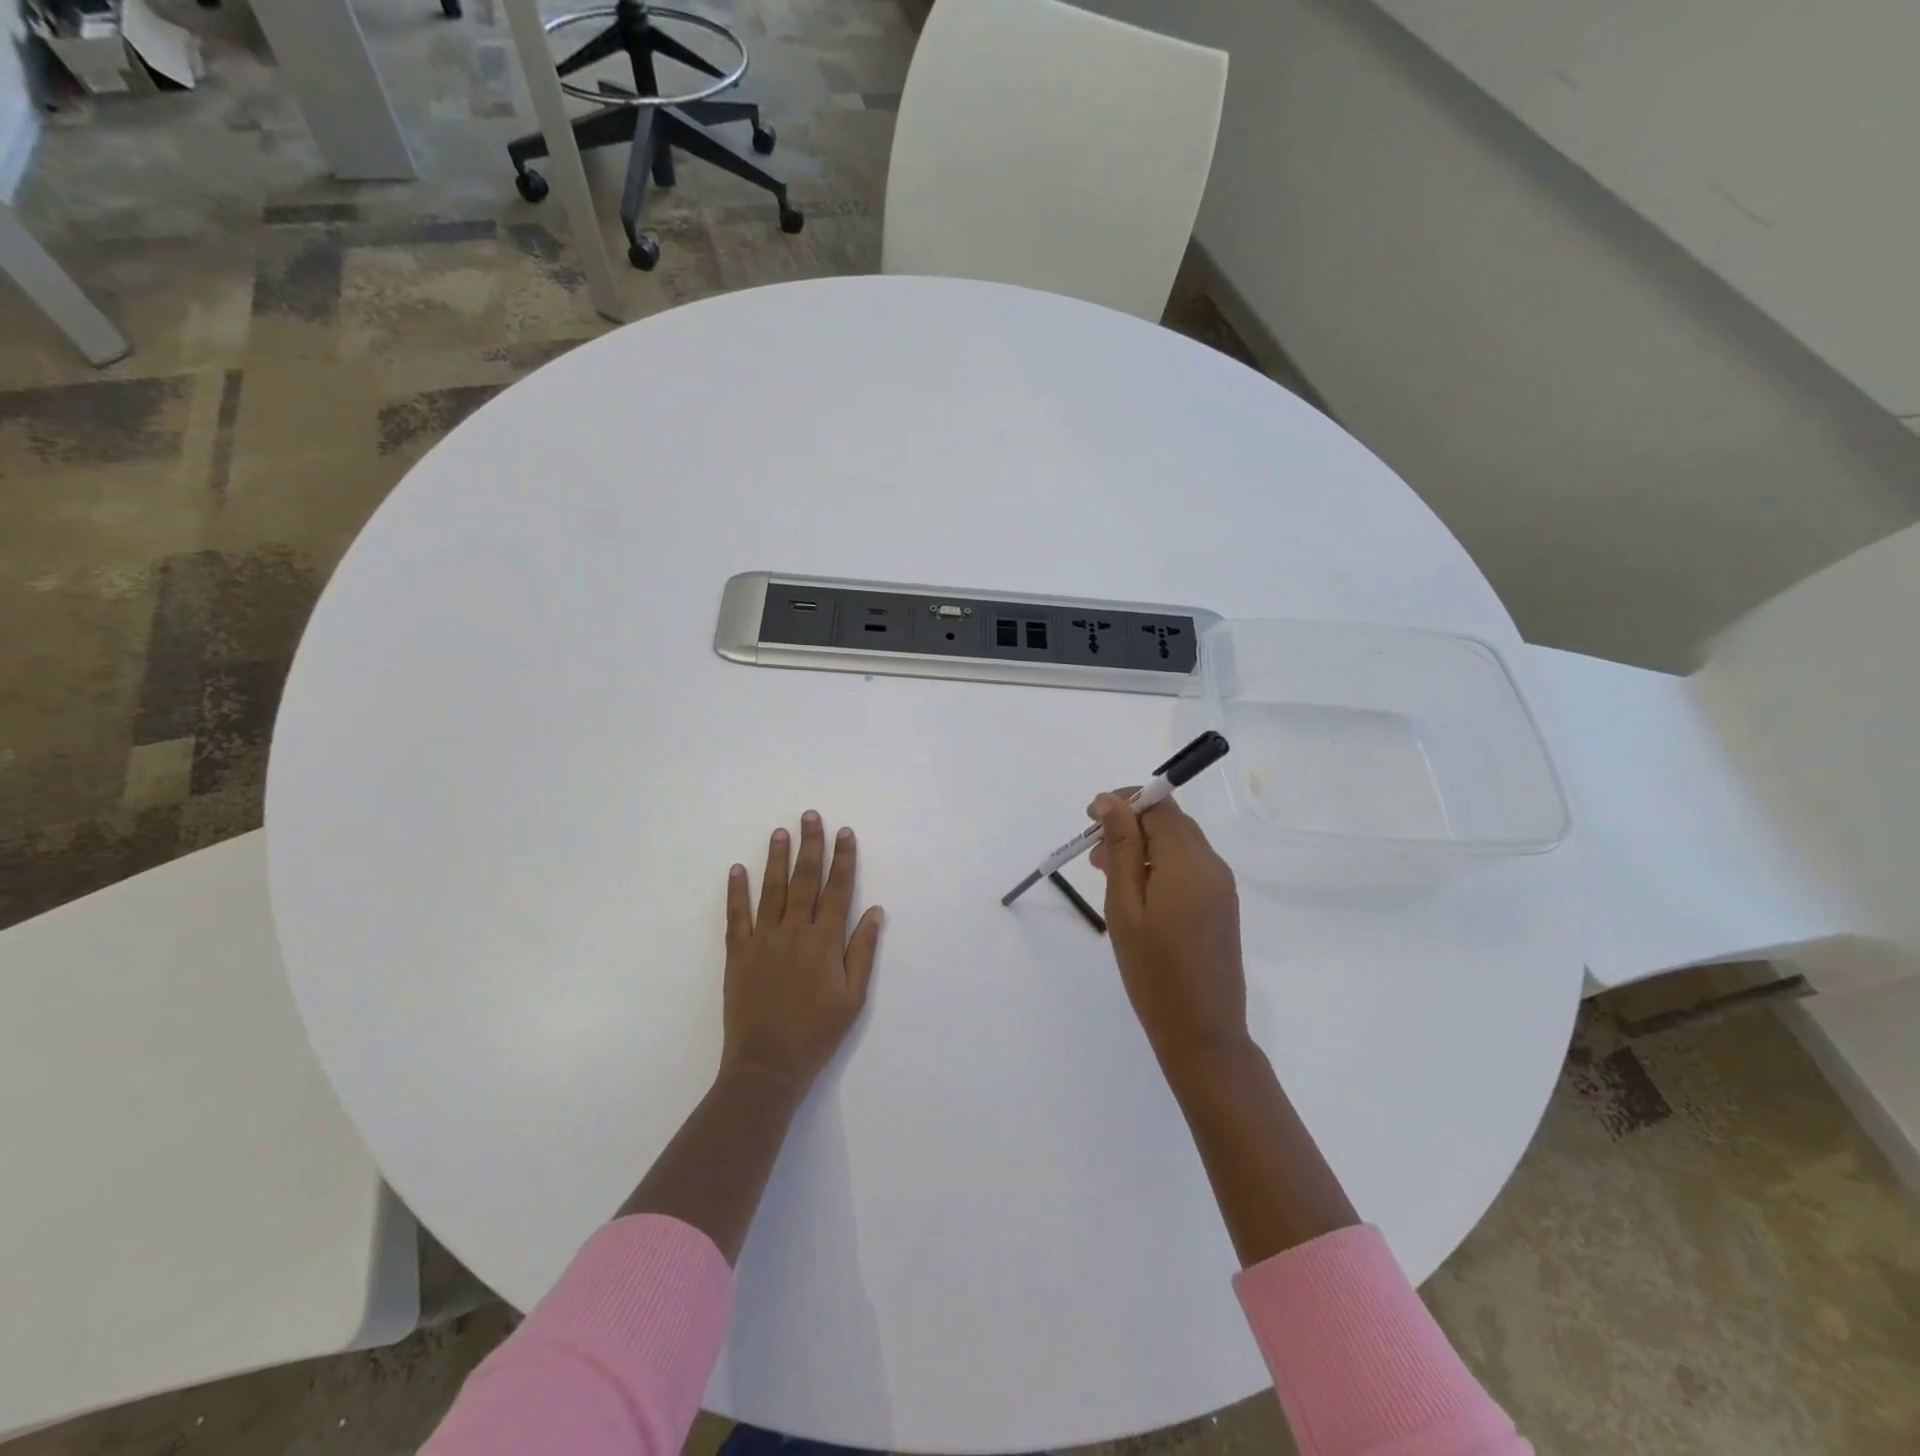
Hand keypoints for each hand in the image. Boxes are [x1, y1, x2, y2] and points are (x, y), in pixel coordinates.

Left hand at [722, 811, 882, 1095]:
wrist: (767, 1066)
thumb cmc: (817, 1034)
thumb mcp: (853, 998)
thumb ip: (862, 952)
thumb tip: (875, 912)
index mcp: (825, 942)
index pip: (838, 890)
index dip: (843, 859)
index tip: (845, 833)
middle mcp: (794, 932)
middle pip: (804, 880)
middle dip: (810, 846)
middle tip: (810, 816)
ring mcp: (763, 941)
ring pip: (771, 890)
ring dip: (776, 858)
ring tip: (780, 832)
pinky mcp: (738, 954)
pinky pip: (736, 916)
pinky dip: (736, 891)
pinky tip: (737, 870)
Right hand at [1089, 790, 1249, 1081]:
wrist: (1201, 1032)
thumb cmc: (1152, 971)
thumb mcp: (1125, 906)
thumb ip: (1120, 848)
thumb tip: (1111, 801)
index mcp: (1188, 861)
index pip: (1158, 805)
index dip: (1123, 802)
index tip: (1089, 820)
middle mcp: (1212, 865)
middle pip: (1170, 820)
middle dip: (1130, 824)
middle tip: (1093, 854)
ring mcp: (1221, 885)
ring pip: (1179, 842)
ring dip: (1142, 845)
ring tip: (1108, 873)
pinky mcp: (1221, 904)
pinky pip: (1189, 865)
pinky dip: (1160, 864)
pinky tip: (1137, 891)